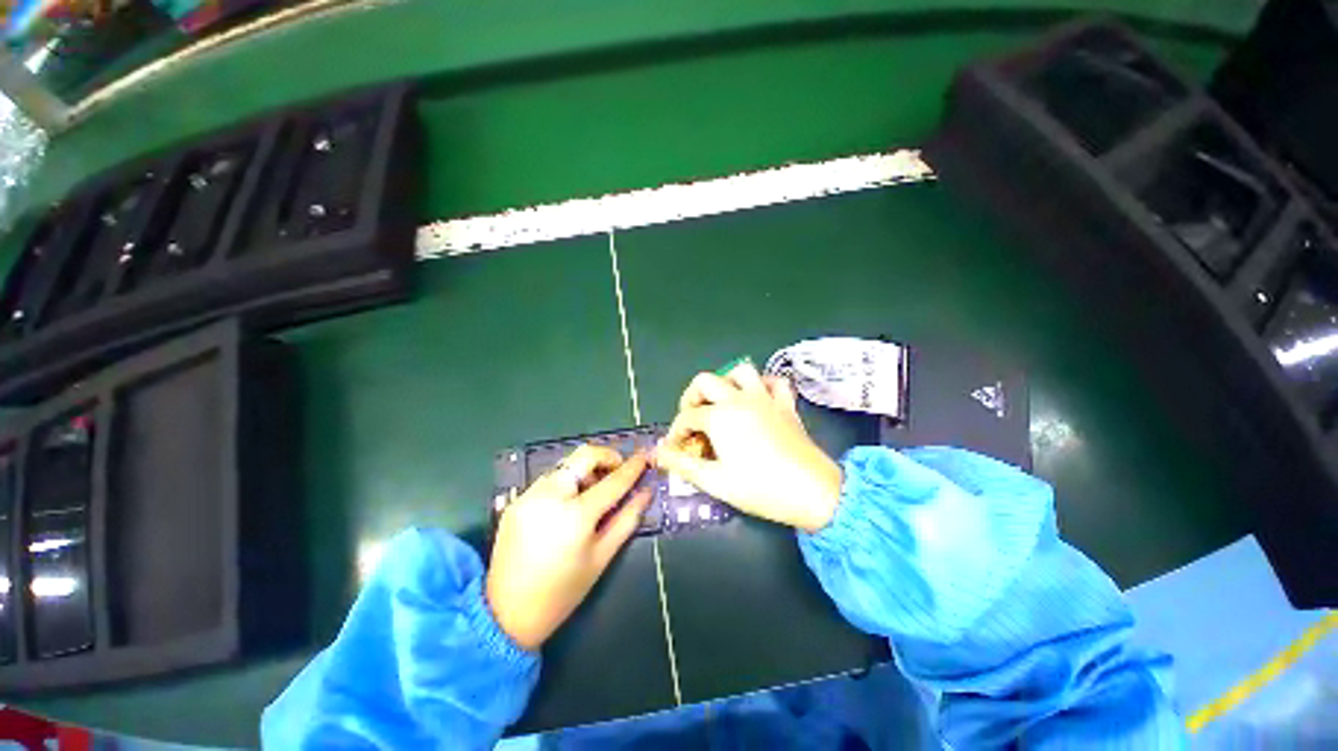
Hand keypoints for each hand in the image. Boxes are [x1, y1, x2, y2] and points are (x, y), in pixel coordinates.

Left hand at [486, 446, 651, 650]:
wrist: (506, 614)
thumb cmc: (563, 591)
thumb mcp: (602, 558)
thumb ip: (627, 520)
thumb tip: (645, 493)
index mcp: (576, 515)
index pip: (613, 481)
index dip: (632, 467)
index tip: (644, 456)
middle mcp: (550, 496)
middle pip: (584, 456)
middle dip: (607, 457)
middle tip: (617, 471)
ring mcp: (529, 495)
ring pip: (566, 465)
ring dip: (585, 470)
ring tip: (594, 491)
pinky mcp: (516, 500)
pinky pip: (549, 479)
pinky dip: (566, 482)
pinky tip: (569, 504)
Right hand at [656, 361, 842, 532]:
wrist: (813, 492)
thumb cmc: (760, 488)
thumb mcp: (715, 481)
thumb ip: (682, 465)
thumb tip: (658, 454)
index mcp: (719, 417)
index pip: (687, 417)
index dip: (675, 432)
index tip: (675, 449)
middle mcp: (739, 399)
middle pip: (705, 382)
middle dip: (691, 398)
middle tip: (692, 420)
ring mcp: (764, 398)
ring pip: (740, 372)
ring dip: (725, 383)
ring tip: (721, 404)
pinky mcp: (785, 404)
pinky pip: (773, 382)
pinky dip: (762, 385)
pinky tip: (756, 400)